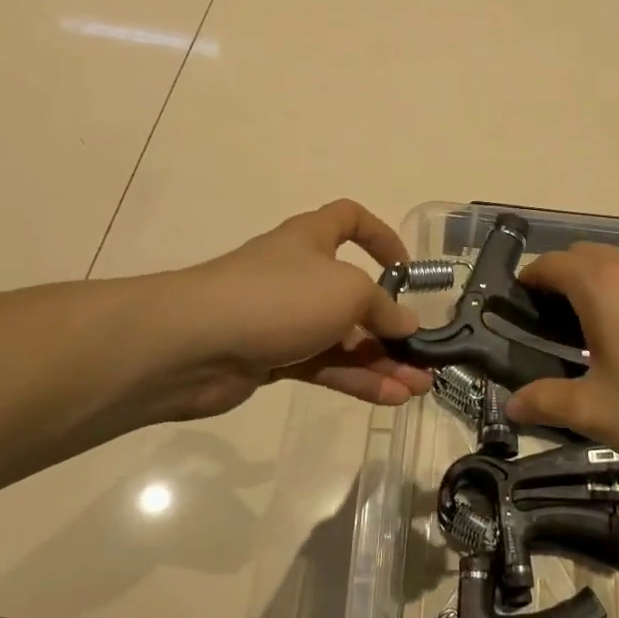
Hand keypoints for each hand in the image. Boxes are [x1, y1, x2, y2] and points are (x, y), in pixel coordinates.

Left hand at [148, 200, 431, 423]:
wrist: (194, 344)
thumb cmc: (279, 297)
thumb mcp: (348, 291)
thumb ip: (384, 308)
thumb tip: (407, 324)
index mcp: (312, 239)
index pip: (349, 219)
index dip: (381, 236)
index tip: (406, 268)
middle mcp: (299, 275)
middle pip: (353, 294)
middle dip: (390, 325)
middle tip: (424, 354)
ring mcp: (283, 319)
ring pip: (342, 338)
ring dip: (381, 361)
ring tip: (419, 387)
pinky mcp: (272, 358)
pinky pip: (324, 365)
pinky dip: (356, 379)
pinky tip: (390, 398)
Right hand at [505, 244, 618, 477]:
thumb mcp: (596, 412)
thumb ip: (546, 402)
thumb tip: (512, 405)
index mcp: (603, 286)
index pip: (552, 264)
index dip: (530, 279)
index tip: (520, 302)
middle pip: (588, 254)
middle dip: (565, 276)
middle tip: (556, 318)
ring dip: (604, 282)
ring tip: (602, 327)